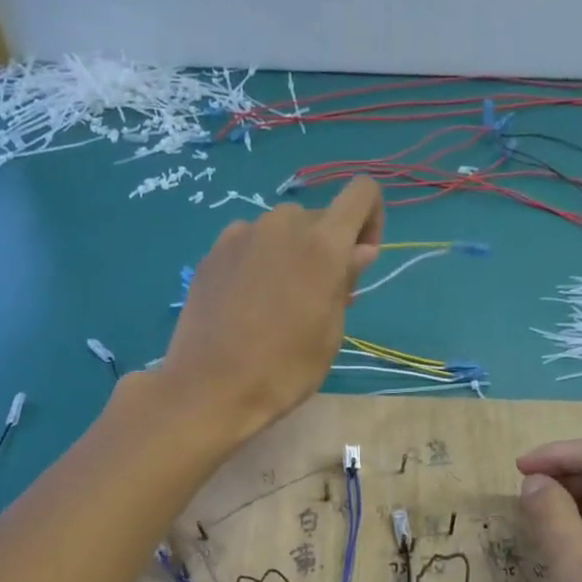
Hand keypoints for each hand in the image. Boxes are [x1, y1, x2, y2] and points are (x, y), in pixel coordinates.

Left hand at [162, 177, 383, 440]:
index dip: (371, 220)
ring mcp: (241, 235)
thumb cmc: (284, 369)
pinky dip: (258, 262)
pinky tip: (246, 304)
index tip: (359, 262)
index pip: (362, 193)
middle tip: (317, 299)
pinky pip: (249, 244)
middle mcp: (282, 225)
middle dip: (327, 248)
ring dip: (291, 254)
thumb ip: (346, 281)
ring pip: (281, 231)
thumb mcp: (330, 332)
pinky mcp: (212, 253)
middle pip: (319, 217)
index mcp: (322, 244)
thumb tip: (359, 250)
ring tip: (278, 304)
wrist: (209, 388)